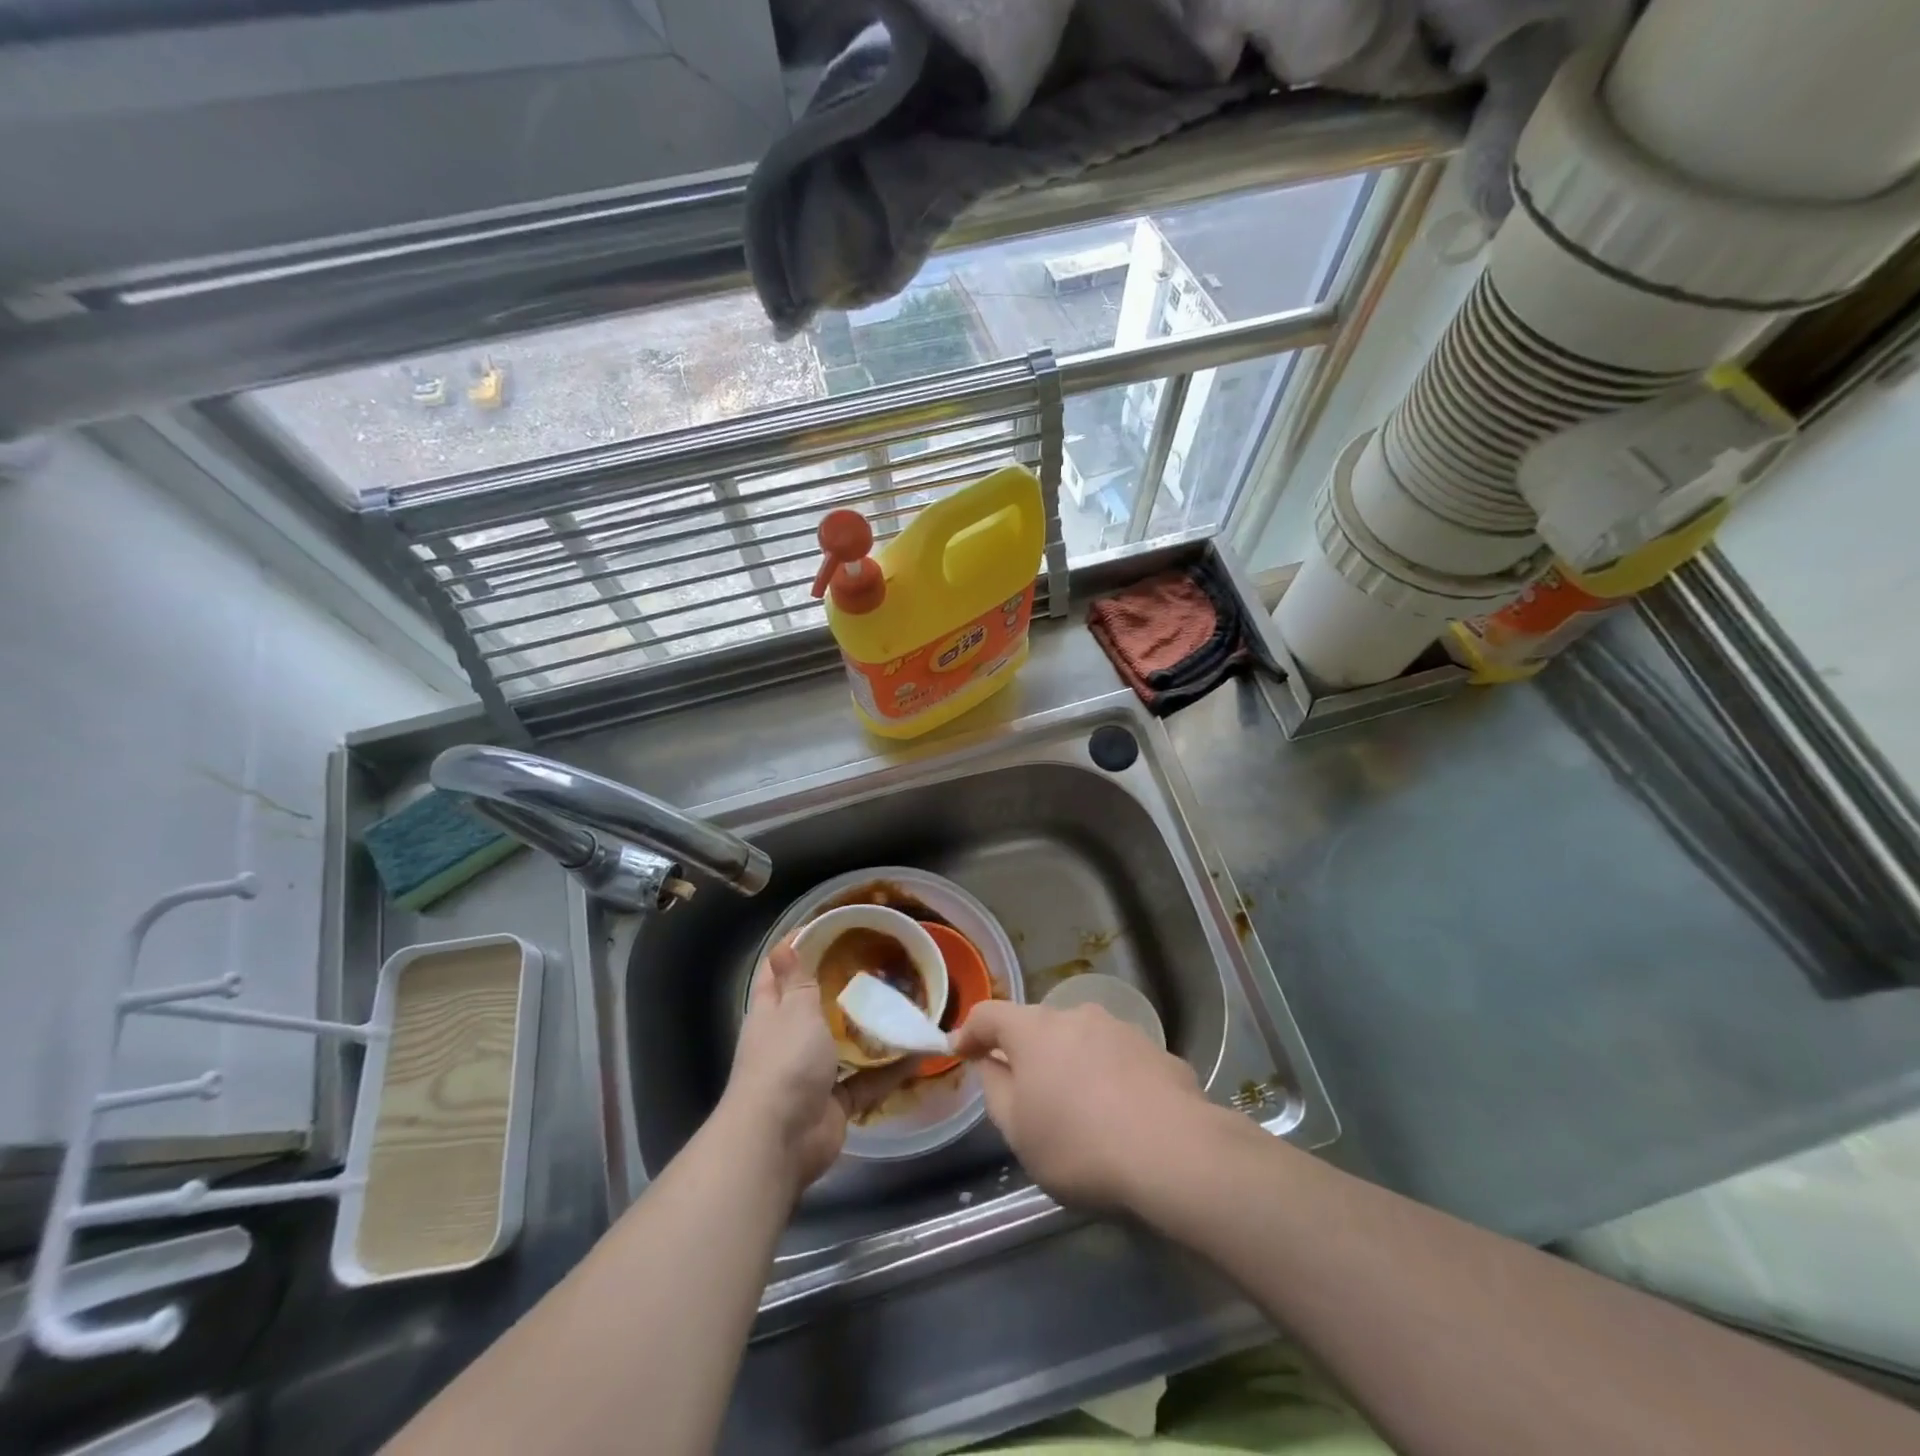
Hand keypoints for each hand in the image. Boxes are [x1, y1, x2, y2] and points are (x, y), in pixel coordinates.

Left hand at [723, 941, 919, 1192]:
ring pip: (844, 1044)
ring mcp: (812, 1073)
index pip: (778, 973)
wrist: (780, 1141)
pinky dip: (889, 1069)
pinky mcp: (835, 1102)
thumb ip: (797, 980)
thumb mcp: (794, 1010)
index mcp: (771, 1013)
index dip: (797, 949)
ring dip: (869, 1029)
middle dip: (842, 988)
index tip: (829, 928)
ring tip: (903, 1002)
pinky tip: (918, 1051)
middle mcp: (789, 1040)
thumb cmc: (784, 1063)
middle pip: (815, 1007)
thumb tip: (783, 945)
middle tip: (879, 963)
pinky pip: (866, 1080)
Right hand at [954, 1000, 1206, 1208]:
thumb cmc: (1079, 1143)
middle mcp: (1075, 1016)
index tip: (959, 1049)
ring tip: (1077, 1106)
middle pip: (1038, 1026)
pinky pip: (1118, 1060)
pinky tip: (1120, 1115)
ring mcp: (1120, 1028)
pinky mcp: (1156, 1050)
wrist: (1173, 1151)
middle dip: (1026, 1052)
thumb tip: (991, 1064)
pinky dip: (1108, 1078)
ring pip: (1081, 1040)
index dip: (970, 1031)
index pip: (990, 1015)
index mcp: (1034, 1030)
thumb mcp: (1018, 1131)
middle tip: (1023, 1090)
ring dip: (1070, 1063)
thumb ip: (996, 1090)